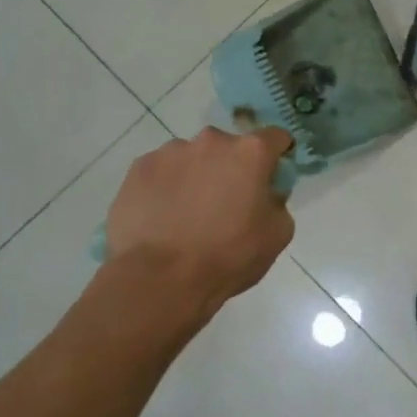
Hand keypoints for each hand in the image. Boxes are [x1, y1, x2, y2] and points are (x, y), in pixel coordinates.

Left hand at [103, 128, 294, 310]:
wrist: (160, 279)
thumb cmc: (229, 255)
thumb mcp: (278, 233)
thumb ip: (277, 201)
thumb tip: (264, 194)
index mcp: (251, 152)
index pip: (276, 137)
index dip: (278, 155)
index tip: (273, 175)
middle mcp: (211, 141)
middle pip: (230, 147)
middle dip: (232, 167)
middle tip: (227, 202)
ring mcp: (170, 152)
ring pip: (192, 158)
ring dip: (197, 175)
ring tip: (188, 214)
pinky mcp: (138, 169)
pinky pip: (161, 172)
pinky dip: (166, 187)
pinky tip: (163, 217)